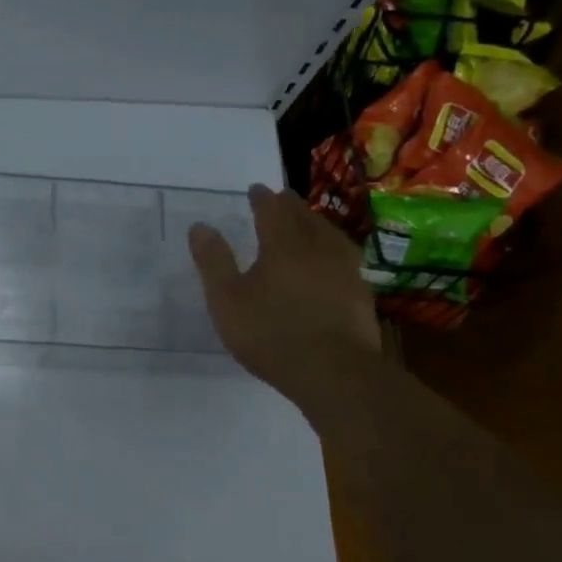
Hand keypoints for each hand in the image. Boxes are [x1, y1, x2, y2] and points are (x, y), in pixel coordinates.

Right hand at [189, 186, 380, 405]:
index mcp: (283, 246)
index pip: (273, 211)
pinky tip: (332, 262)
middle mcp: (318, 250)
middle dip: (291, 206)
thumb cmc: (270, 332)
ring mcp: (345, 272)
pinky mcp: (361, 295)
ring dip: (317, 224)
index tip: (256, 189)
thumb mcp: (226, 300)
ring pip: (331, 236)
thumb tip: (200, 226)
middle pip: (306, 218)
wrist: (334, 372)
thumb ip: (213, 262)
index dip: (263, 198)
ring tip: (309, 223)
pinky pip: (345, 259)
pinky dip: (333, 251)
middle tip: (282, 198)